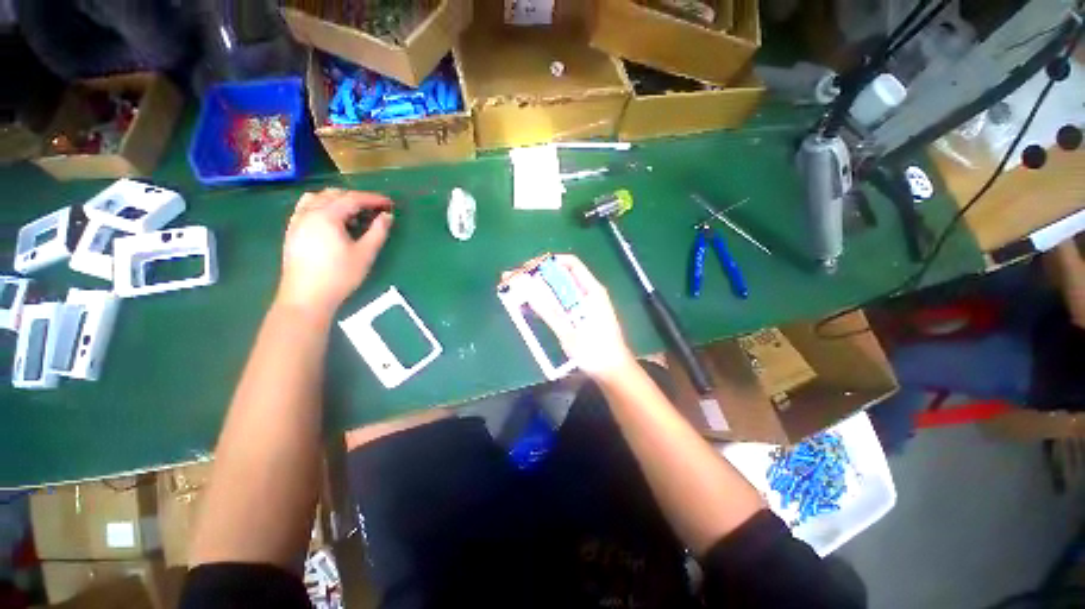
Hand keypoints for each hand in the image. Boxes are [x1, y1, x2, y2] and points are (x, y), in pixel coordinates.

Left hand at [277, 189, 392, 320]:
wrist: (306, 297)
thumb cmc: (339, 275)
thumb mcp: (365, 254)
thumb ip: (378, 232)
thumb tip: (387, 216)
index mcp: (326, 216)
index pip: (353, 199)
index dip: (373, 199)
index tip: (389, 203)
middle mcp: (309, 212)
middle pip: (334, 195)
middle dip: (356, 198)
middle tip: (375, 209)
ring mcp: (297, 221)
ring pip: (317, 198)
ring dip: (338, 200)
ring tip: (353, 213)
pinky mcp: (292, 231)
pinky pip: (307, 208)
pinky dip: (323, 206)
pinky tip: (332, 221)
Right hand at [524, 255, 636, 381]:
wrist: (613, 372)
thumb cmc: (595, 352)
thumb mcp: (570, 333)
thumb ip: (549, 311)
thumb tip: (528, 289)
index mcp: (591, 290)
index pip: (570, 263)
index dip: (547, 262)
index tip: (526, 269)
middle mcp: (588, 292)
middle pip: (561, 275)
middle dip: (537, 275)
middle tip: (513, 280)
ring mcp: (585, 304)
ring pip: (558, 289)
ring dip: (538, 288)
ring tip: (515, 290)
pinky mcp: (580, 315)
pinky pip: (560, 301)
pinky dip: (545, 300)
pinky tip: (530, 304)